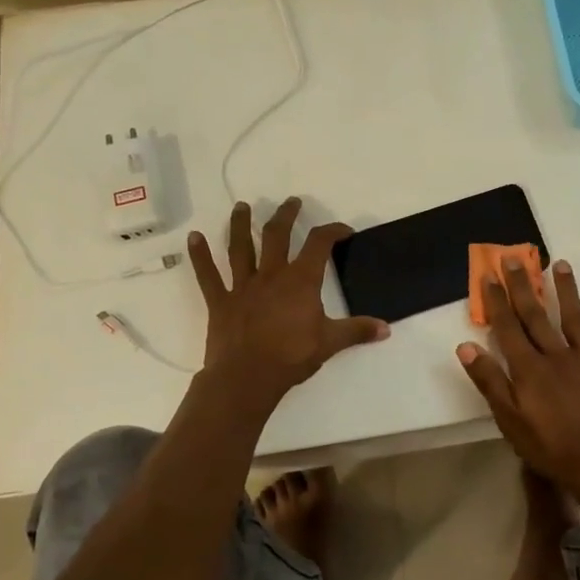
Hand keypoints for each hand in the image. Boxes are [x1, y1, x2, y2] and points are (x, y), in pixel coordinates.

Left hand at [188, 198, 388, 404]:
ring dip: (241, 225)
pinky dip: (200, 256)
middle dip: (287, 215)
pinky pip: (208, 275)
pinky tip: (193, 238)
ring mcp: (243, 286)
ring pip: (241, 247)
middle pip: (278, 235)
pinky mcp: (221, 301)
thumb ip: (358, 331)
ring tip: (242, 207)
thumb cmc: (291, 357)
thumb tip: (386, 328)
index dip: (333, 231)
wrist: (247, 377)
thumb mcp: (331, 343)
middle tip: (292, 202)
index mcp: (301, 281)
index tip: (343, 231)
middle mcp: (271, 274)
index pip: (320, 244)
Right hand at [456, 258, 579, 506]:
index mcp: (529, 369)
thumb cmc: (552, 449)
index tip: (489, 275)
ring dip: (565, 289)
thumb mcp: (511, 422)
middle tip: (515, 258)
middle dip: (524, 286)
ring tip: (559, 264)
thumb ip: (490, 382)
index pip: (508, 328)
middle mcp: (557, 355)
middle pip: (536, 315)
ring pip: (573, 317)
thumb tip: (466, 346)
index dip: (497, 300)